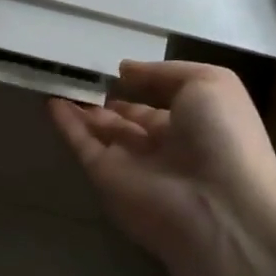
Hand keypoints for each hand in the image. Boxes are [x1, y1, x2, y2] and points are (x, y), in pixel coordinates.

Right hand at [48, 62, 275, 264]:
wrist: (217, 205)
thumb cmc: (223, 137)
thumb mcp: (210, 83)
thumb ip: (164, 72)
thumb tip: (125, 70)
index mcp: (196, 125)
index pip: (162, 104)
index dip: (142, 86)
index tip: (117, 69)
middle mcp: (164, 146)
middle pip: (128, 120)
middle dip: (107, 100)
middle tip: (80, 75)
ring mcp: (132, 163)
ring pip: (101, 131)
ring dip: (82, 109)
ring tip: (57, 80)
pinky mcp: (105, 176)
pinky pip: (82, 145)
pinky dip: (66, 124)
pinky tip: (51, 101)